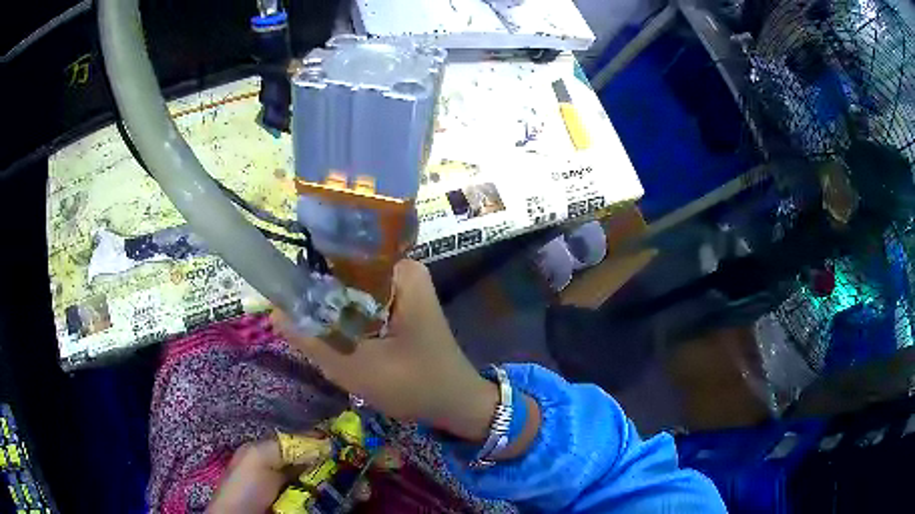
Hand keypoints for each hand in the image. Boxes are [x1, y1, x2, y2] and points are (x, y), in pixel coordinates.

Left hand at [208, 434, 394, 512]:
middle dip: (358, 458)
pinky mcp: (314, 510)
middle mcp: (295, 468)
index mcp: (279, 451)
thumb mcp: (256, 458)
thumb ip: (287, 445)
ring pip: (339, 479)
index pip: (316, 439)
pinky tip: (361, 497)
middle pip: (333, 458)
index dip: (342, 436)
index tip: (371, 438)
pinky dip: (351, 496)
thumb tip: (328, 441)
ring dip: (357, 479)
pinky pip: (337, 499)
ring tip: (368, 488)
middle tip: (387, 461)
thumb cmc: (244, 490)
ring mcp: (306, 491)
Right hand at [274, 259, 497, 440]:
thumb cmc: (416, 387)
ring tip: (308, 329)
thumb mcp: (358, 369)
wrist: (456, 405)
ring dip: (329, 310)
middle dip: (318, 296)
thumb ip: (313, 341)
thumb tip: (274, 312)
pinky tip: (331, 336)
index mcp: (401, 272)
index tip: (283, 291)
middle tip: (293, 318)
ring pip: (350, 290)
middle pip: (344, 272)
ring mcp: (403, 288)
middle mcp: (403, 271)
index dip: (309, 271)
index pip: (343, 254)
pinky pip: (361, 303)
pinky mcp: (399, 306)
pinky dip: (344, 319)